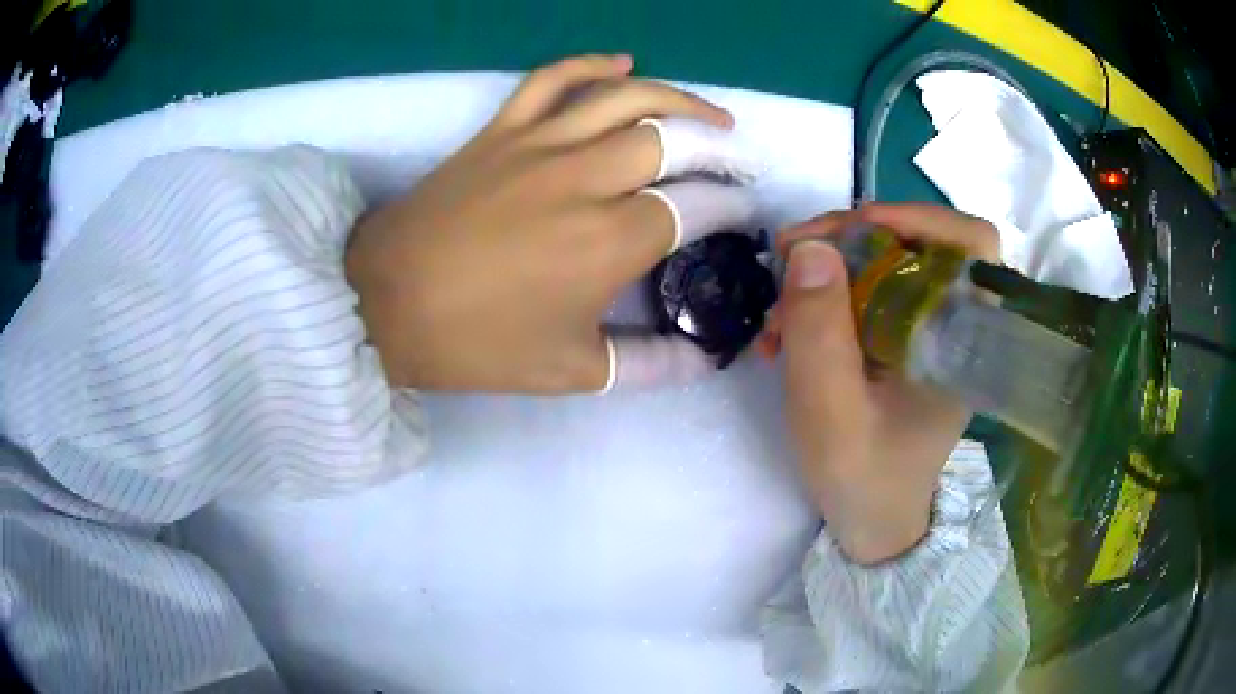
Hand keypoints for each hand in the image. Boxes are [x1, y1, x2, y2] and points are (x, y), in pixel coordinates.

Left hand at [346, 54, 759, 393]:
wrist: (384, 304)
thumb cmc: (476, 344)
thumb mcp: (569, 370)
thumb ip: (647, 364)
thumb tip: (703, 361)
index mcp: (608, 243)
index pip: (694, 208)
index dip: (729, 206)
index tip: (742, 210)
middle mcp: (584, 180)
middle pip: (673, 142)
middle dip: (718, 149)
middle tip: (737, 161)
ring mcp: (539, 145)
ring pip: (626, 99)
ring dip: (679, 100)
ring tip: (709, 116)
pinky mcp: (501, 131)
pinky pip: (552, 79)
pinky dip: (591, 64)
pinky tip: (624, 64)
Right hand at [763, 203, 999, 563]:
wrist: (872, 520)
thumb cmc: (863, 478)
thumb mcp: (831, 415)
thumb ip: (820, 334)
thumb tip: (810, 248)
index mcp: (962, 339)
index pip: (972, 244)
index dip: (918, 216)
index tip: (853, 228)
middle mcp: (953, 324)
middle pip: (915, 241)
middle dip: (846, 239)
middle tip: (787, 258)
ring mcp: (927, 329)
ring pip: (882, 262)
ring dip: (825, 270)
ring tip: (776, 311)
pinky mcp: (903, 338)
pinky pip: (866, 291)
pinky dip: (824, 296)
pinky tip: (787, 328)